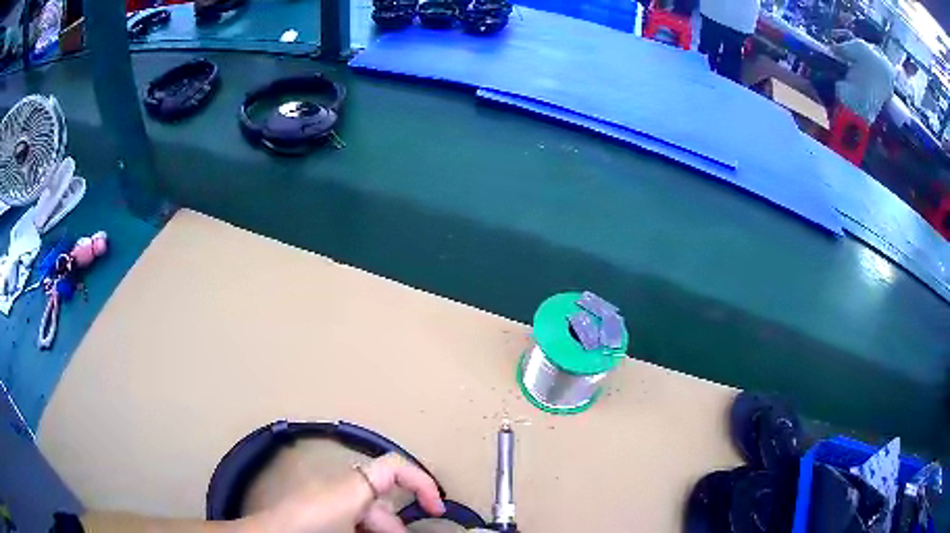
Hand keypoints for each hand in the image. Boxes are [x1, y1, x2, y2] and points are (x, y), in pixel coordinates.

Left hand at [256, 453, 444, 532]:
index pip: (396, 467)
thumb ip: (384, 526)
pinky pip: (348, 513)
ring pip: (365, 510)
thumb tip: (402, 529)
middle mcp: (341, 484)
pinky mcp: (316, 505)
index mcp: (352, 487)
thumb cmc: (310, 531)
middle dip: (397, 525)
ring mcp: (326, 494)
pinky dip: (360, 526)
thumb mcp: (354, 529)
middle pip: (382, 497)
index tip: (436, 509)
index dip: (423, 482)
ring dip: (379, 528)